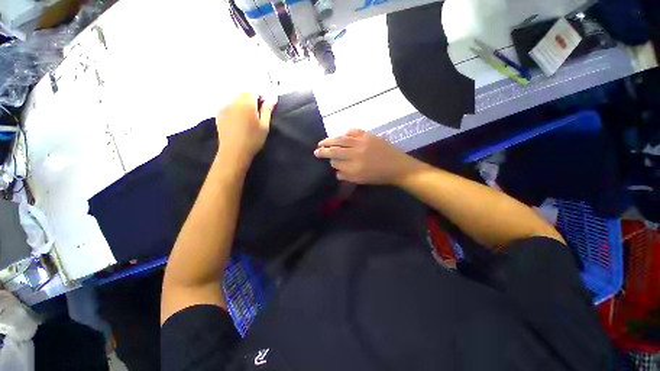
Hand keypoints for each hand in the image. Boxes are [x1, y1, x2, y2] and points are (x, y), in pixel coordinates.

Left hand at [215, 93, 276, 165]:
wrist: (234, 151)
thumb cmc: (253, 139)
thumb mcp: (264, 126)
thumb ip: (267, 110)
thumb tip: (272, 98)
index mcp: (247, 103)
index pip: (254, 90)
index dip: (262, 94)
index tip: (267, 103)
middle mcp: (234, 101)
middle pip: (244, 93)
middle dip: (252, 98)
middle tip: (259, 110)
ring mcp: (225, 106)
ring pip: (236, 98)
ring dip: (244, 103)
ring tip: (249, 116)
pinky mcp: (219, 113)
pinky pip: (230, 105)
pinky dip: (236, 108)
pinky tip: (239, 119)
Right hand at [314, 129, 419, 184]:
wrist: (398, 167)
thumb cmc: (379, 176)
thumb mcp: (361, 181)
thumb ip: (347, 176)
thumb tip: (336, 170)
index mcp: (354, 168)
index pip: (336, 163)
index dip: (330, 162)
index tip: (329, 162)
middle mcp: (355, 154)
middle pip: (335, 151)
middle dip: (323, 151)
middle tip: (316, 151)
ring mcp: (362, 143)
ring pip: (341, 140)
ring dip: (329, 140)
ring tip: (322, 142)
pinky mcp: (368, 136)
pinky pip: (353, 131)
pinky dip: (346, 132)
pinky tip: (341, 134)